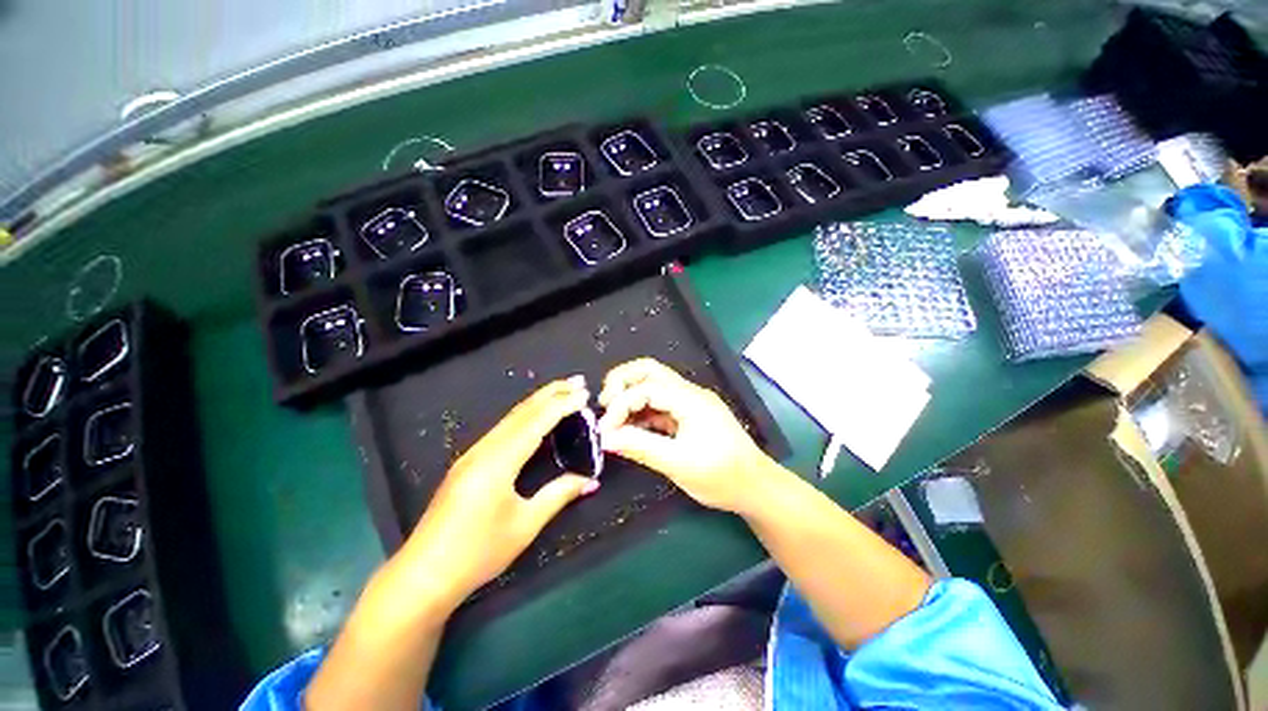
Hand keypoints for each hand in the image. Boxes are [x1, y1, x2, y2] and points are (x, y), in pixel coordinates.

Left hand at [397, 377, 598, 610]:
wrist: (423, 575)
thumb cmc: (477, 553)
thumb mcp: (525, 525)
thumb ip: (558, 495)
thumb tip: (590, 480)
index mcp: (498, 462)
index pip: (536, 423)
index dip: (562, 405)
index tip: (584, 394)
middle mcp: (483, 450)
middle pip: (521, 412)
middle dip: (551, 393)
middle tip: (577, 381)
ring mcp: (472, 454)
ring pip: (510, 418)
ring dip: (538, 402)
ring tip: (562, 392)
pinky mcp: (467, 462)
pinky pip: (502, 429)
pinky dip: (524, 416)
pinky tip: (534, 417)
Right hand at [597, 359, 774, 513]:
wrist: (756, 487)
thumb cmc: (722, 476)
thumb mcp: (678, 464)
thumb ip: (640, 447)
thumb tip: (605, 439)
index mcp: (690, 399)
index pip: (647, 388)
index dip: (621, 404)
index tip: (604, 429)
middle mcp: (689, 393)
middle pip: (649, 371)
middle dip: (622, 382)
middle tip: (603, 404)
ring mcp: (689, 402)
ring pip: (653, 385)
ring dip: (630, 395)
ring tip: (612, 417)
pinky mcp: (687, 415)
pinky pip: (658, 404)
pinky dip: (640, 411)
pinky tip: (630, 427)